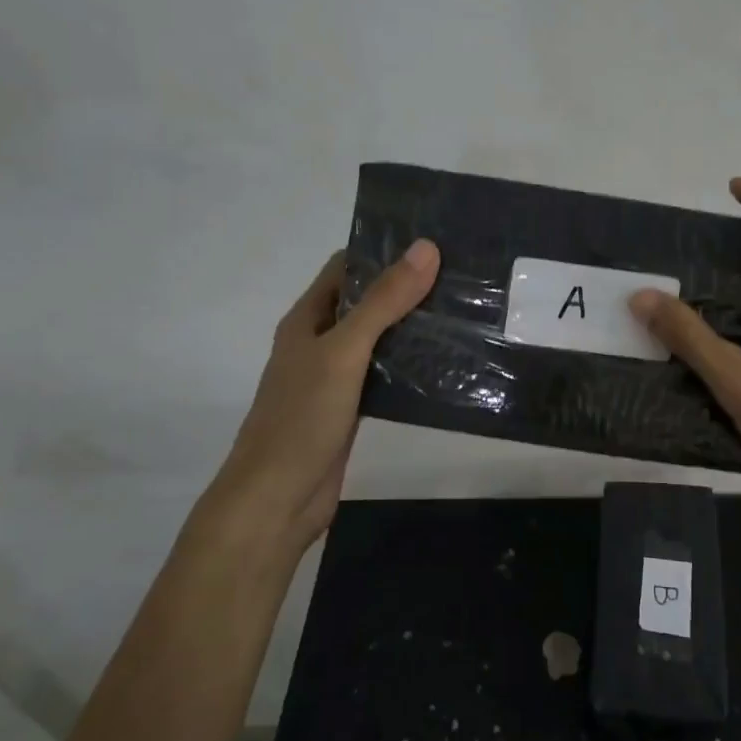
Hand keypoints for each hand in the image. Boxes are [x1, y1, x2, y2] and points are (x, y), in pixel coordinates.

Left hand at [190, 241, 440, 557]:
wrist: (277, 498)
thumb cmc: (301, 417)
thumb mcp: (343, 351)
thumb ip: (383, 302)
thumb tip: (426, 249)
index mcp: (307, 319)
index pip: (346, 267)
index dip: (383, 250)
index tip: (433, 241)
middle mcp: (319, 342)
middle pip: (365, 302)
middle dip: (406, 287)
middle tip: (460, 275)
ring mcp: (335, 377)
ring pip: (378, 339)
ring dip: (411, 326)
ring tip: (462, 311)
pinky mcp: (352, 408)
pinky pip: (384, 375)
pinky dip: (410, 364)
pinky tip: (444, 361)